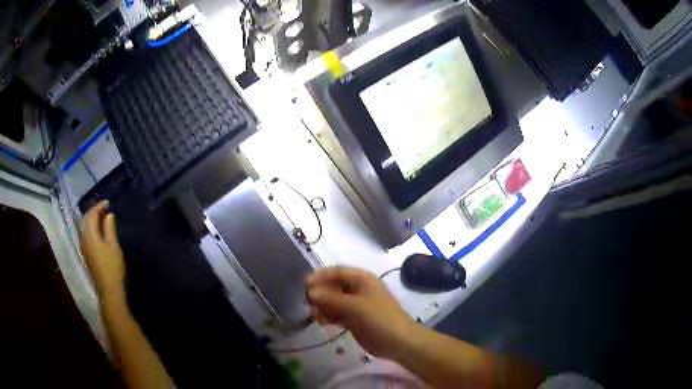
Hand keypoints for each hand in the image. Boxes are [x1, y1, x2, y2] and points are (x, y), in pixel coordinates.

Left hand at [80, 200, 125, 300]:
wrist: (109, 289)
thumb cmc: (112, 267)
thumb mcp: (113, 245)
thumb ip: (109, 228)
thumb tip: (108, 215)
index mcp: (90, 234)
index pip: (91, 214)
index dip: (99, 206)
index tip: (108, 203)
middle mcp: (83, 238)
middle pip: (86, 220)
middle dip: (94, 212)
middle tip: (105, 209)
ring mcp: (84, 247)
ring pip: (85, 227)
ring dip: (92, 220)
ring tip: (102, 218)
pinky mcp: (86, 254)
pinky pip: (86, 234)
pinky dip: (91, 228)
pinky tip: (98, 231)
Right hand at [306, 267, 416, 358]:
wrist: (398, 342)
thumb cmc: (379, 319)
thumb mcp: (355, 307)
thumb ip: (332, 299)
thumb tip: (311, 292)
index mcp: (362, 279)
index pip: (337, 272)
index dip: (320, 276)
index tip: (304, 285)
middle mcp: (358, 289)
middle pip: (334, 286)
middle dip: (321, 294)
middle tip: (309, 304)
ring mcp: (357, 305)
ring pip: (334, 301)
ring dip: (323, 306)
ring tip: (316, 317)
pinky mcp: (355, 319)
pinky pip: (338, 313)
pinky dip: (329, 316)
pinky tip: (323, 322)